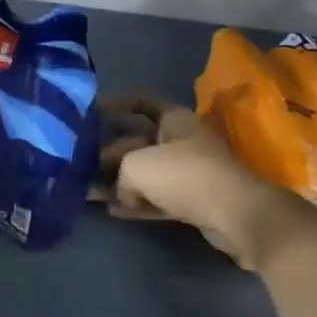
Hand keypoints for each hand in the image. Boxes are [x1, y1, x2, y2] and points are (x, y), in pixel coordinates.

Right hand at [100, 94, 305, 269]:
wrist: (237, 215)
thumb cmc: (184, 174)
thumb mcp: (136, 166)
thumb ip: (119, 174)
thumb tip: (121, 191)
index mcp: (173, 119)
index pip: (139, 101)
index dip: (113, 104)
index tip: (88, 112)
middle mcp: (181, 140)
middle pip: (137, 141)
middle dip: (107, 151)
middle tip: (79, 161)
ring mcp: (188, 172)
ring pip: (145, 172)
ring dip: (118, 181)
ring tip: (87, 190)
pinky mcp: (193, 201)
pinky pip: (156, 198)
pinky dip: (135, 204)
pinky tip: (111, 210)